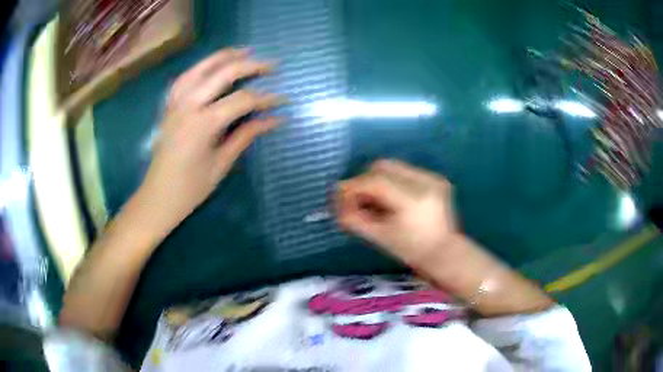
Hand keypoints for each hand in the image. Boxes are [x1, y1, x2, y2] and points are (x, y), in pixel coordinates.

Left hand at [136, 48, 281, 230]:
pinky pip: (185, 77)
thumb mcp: (221, 163)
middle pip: (223, 73)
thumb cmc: (190, 188)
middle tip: (272, 64)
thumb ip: (246, 135)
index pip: (242, 100)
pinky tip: (211, 65)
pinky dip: (201, 67)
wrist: (157, 198)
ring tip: (244, 51)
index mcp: (203, 124)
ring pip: (201, 68)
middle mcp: (188, 105)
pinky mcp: (169, 106)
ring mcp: (175, 103)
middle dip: (250, 65)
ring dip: (224, 56)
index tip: (284, 101)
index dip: (266, 98)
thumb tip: (274, 119)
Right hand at [336, 159, 458, 265]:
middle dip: (364, 180)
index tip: (339, 196)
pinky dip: (392, 181)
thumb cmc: (411, 250)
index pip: (376, 182)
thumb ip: (355, 219)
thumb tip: (336, 203)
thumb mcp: (379, 237)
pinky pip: (405, 171)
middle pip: (383, 167)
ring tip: (374, 200)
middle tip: (356, 198)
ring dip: (377, 179)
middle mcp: (425, 182)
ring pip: (393, 166)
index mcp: (413, 200)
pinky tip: (390, 198)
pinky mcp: (436, 178)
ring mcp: (433, 178)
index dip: (354, 187)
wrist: (443, 252)